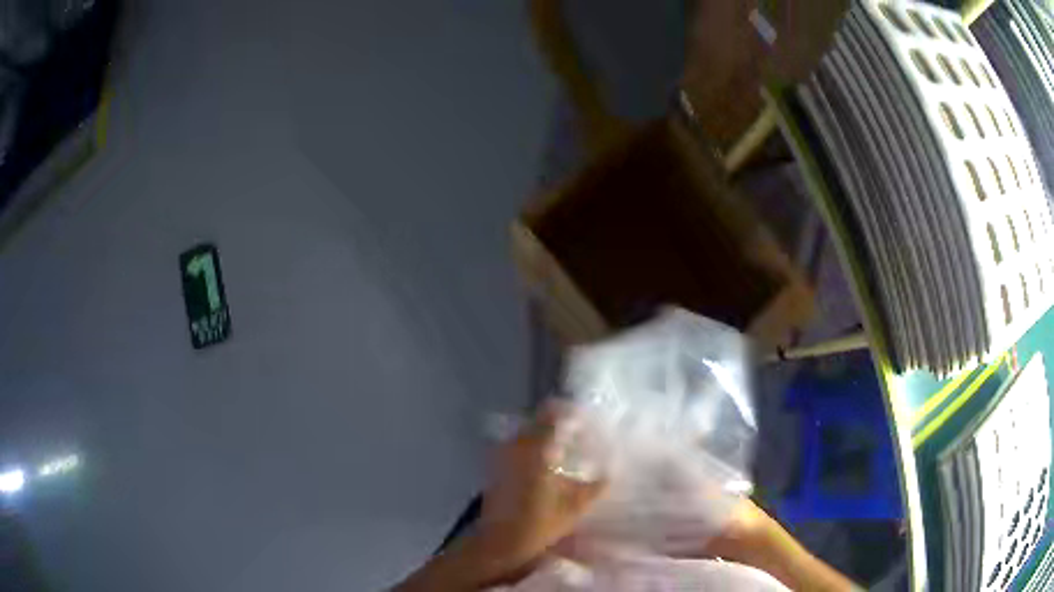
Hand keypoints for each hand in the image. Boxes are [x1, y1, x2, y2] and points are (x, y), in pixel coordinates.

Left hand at [394, 402, 605, 591]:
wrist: (499, 544)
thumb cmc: (539, 524)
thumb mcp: (576, 506)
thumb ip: (597, 485)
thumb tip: (611, 471)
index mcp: (537, 448)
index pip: (554, 413)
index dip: (573, 412)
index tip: (590, 418)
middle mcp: (517, 445)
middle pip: (539, 420)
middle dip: (560, 422)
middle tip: (581, 433)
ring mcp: (502, 455)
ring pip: (527, 432)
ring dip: (546, 435)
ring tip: (567, 447)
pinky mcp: (496, 468)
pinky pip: (518, 446)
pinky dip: (534, 447)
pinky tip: (547, 463)